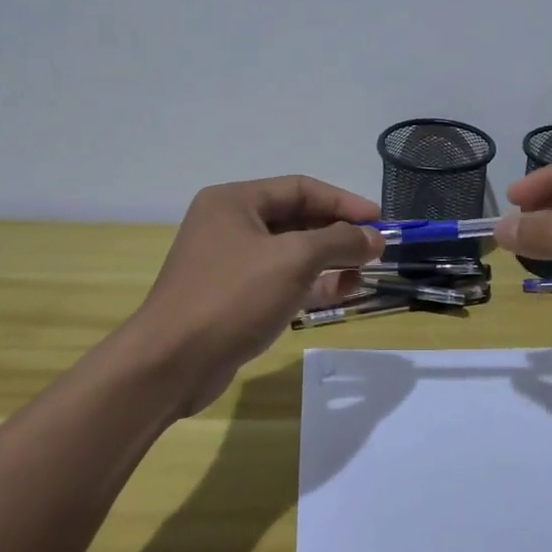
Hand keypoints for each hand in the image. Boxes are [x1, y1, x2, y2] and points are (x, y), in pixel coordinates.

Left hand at [130, 176, 383, 414]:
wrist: (171, 363)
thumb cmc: (232, 296)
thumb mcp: (293, 259)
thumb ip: (339, 242)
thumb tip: (374, 238)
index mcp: (235, 202)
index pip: (300, 188)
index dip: (343, 201)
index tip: (379, 219)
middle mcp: (230, 226)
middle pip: (297, 220)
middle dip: (338, 233)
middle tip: (375, 248)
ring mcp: (231, 264)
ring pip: (292, 253)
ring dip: (330, 260)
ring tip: (366, 272)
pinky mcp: (235, 299)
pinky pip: (282, 281)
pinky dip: (312, 284)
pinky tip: (342, 291)